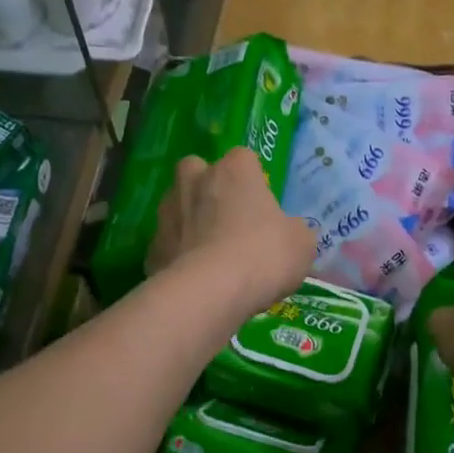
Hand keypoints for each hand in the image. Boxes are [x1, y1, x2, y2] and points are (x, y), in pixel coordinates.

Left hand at [147, 148, 315, 315]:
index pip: (244, 159)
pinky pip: (169, 245)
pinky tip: (195, 280)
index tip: (262, 206)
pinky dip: (178, 257)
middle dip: (209, 189)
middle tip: (229, 220)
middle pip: (199, 172)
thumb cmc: (262, 255)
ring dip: (190, 222)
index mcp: (234, 170)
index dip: (253, 181)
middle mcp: (194, 180)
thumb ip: (293, 230)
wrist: (208, 293)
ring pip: (178, 207)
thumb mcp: (301, 244)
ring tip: (211, 255)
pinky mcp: (151, 247)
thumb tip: (287, 233)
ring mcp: (167, 212)